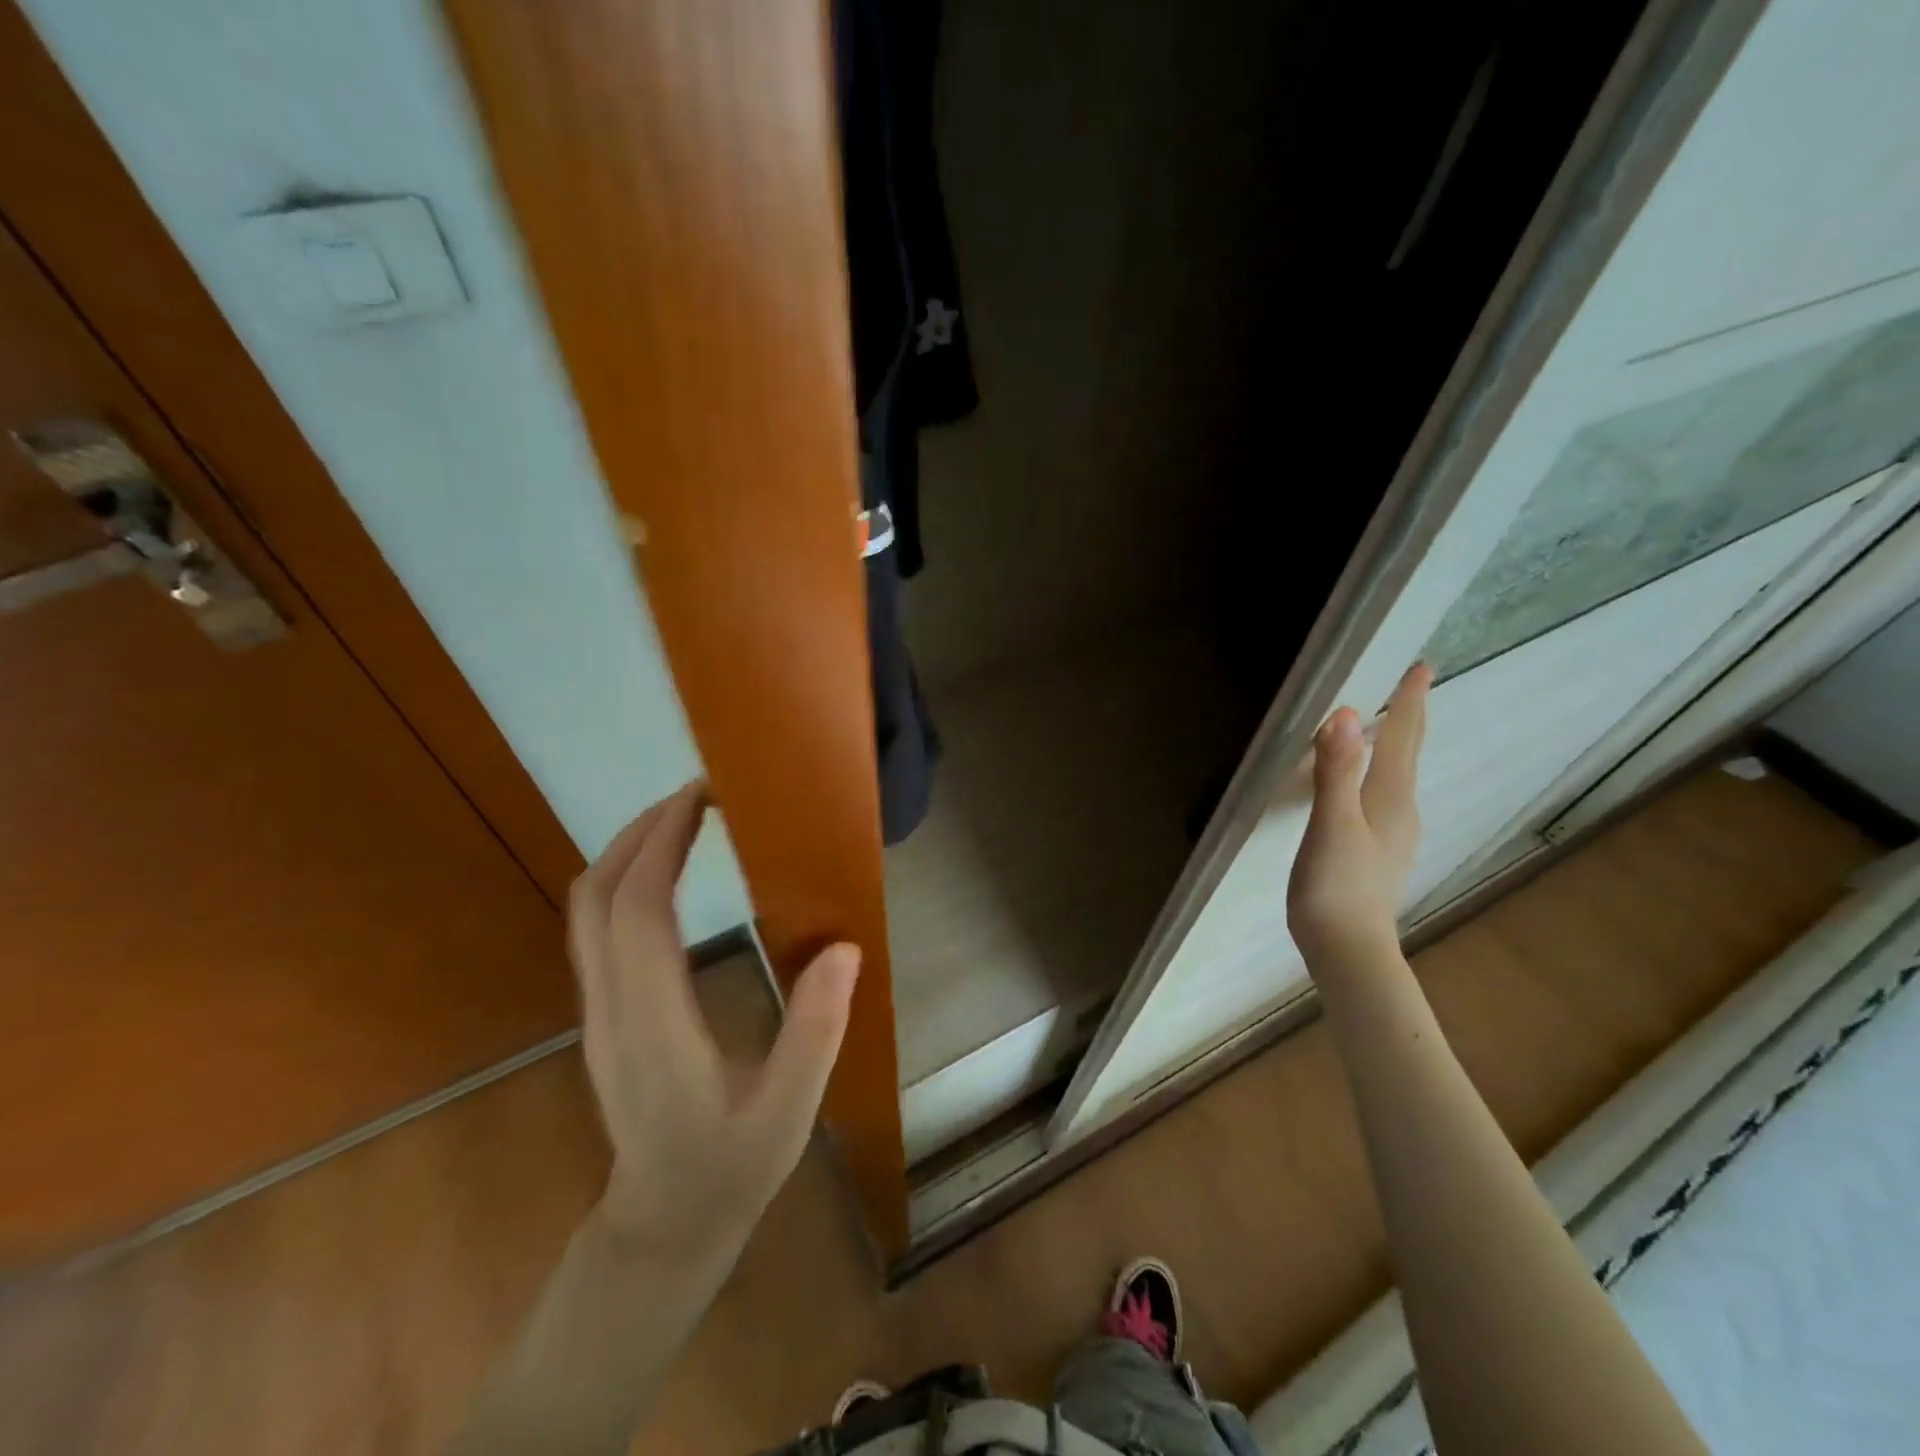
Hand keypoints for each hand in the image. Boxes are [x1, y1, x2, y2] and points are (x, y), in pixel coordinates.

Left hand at [567, 783, 859, 1253]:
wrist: (662, 1224)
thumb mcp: (788, 1113)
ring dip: (629, 849)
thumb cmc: (729, 1169)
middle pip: (596, 895)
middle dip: (642, 830)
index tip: (702, 797)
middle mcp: (611, 1007)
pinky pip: (597, 926)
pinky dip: (626, 878)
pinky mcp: (604, 1010)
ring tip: (685, 819)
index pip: (637, 913)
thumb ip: (814, 1033)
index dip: (662, 844)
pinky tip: (668, 871)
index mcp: (654, 1026)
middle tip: (700, 794)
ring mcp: (599, 1008)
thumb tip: (844, 949)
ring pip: (587, 908)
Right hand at [1288, 663, 1431, 970]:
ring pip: (1397, 775)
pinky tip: (1367, 783)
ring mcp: (1393, 834)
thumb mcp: (1331, 825)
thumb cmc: (1336, 886)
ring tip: (1386, 725)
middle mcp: (1400, 810)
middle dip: (1409, 718)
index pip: (1402, 738)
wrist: (1348, 950)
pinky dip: (1380, 773)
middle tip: (1410, 685)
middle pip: (1407, 754)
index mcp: (1390, 798)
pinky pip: (1384, 795)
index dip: (1408, 701)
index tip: (1420, 665)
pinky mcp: (1379, 851)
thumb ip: (1336, 772)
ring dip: (1396, 744)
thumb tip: (1344, 715)